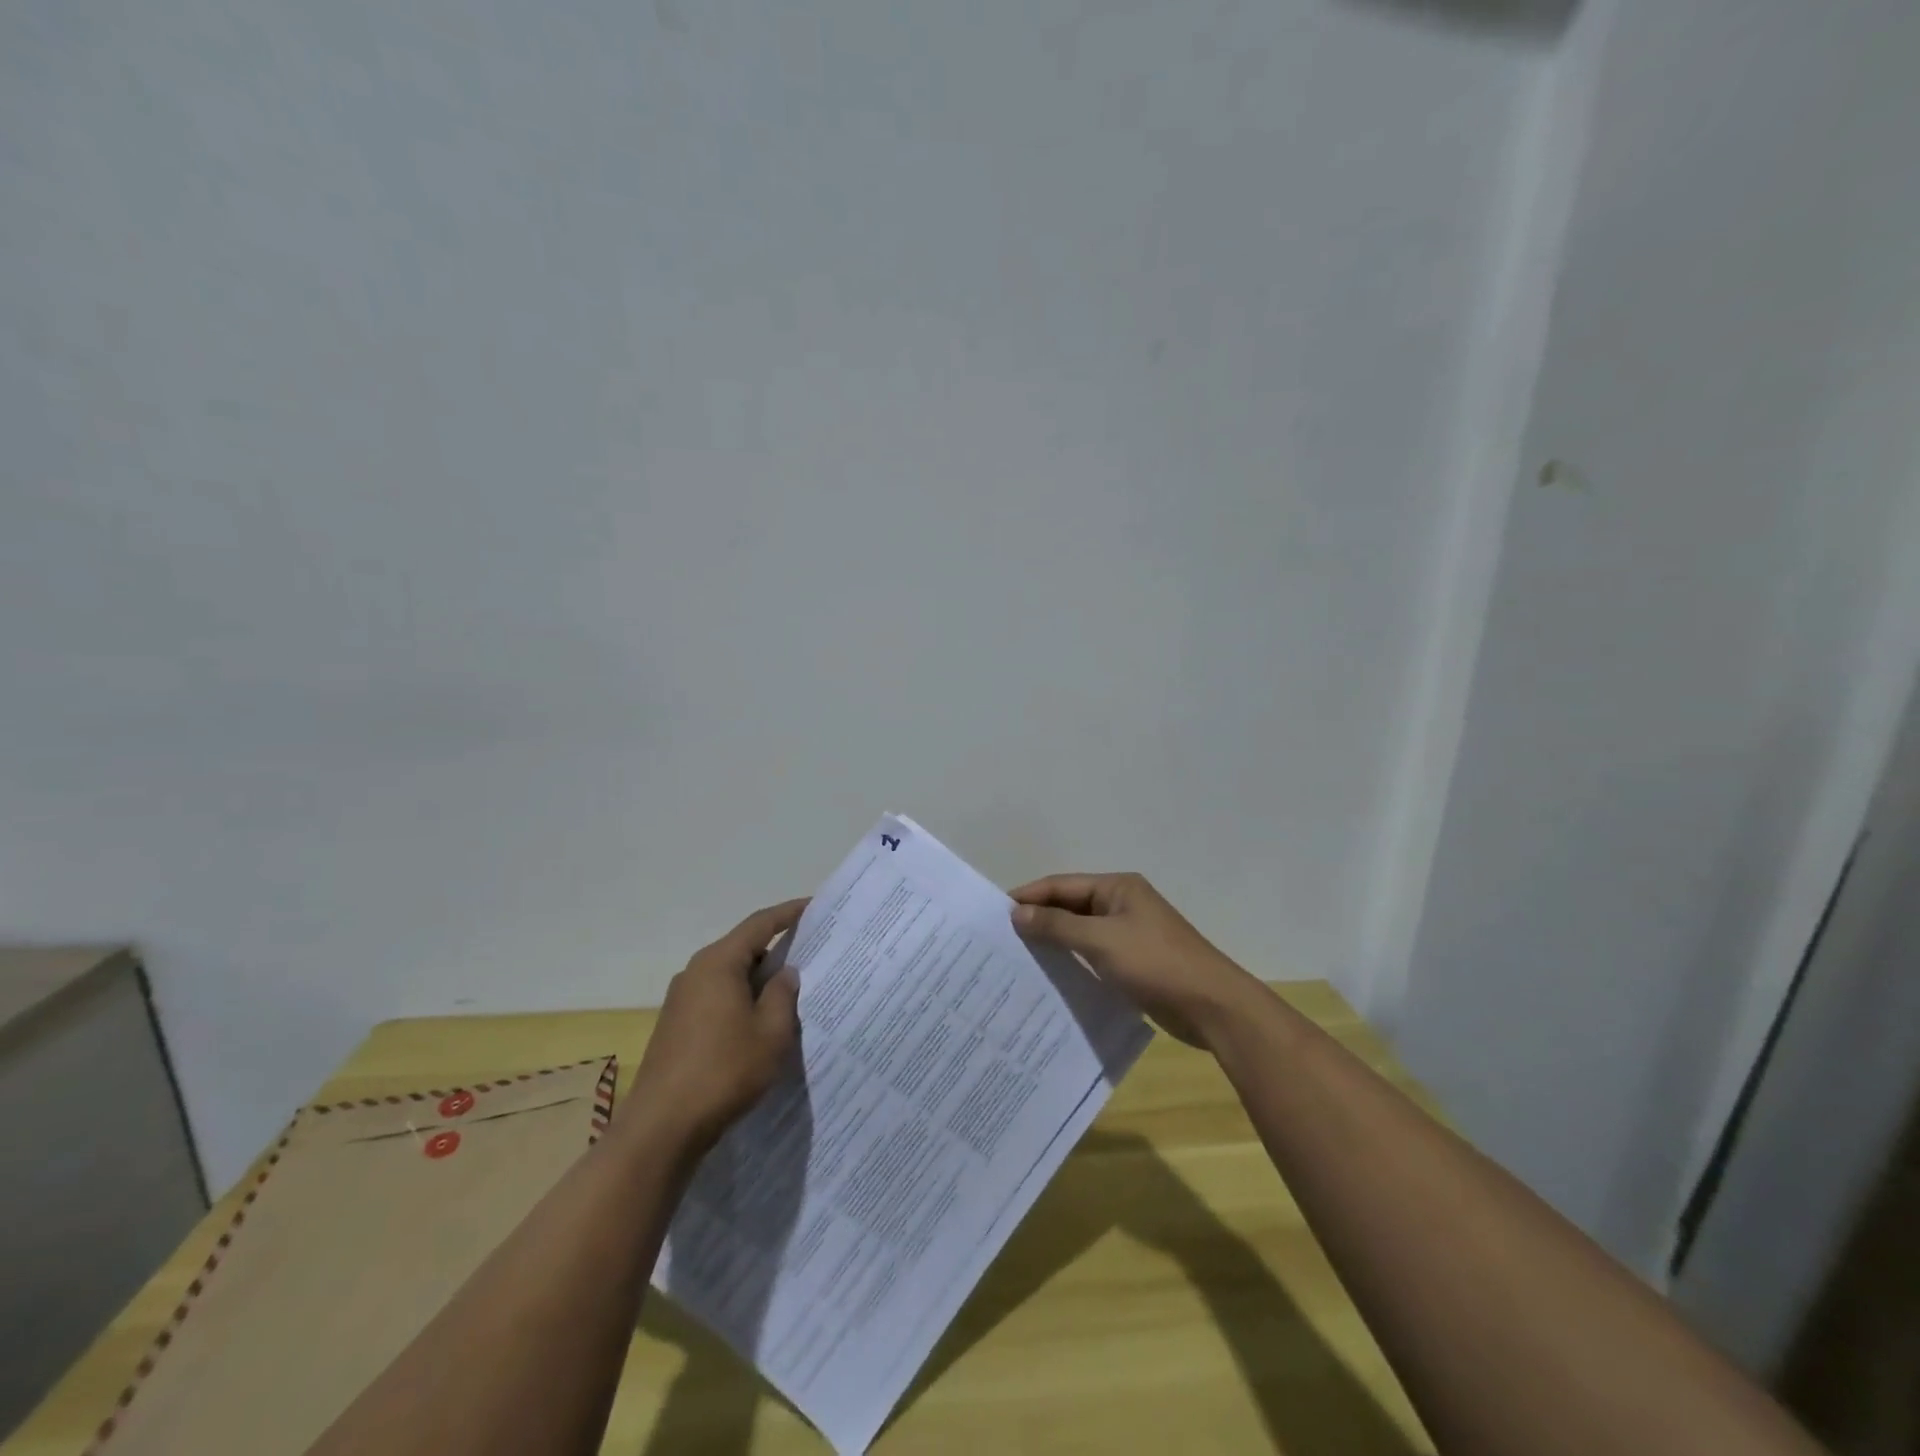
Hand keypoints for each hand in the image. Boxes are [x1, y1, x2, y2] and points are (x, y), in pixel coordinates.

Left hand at [626, 898, 807, 1151]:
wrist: (661, 1127)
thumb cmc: (724, 1071)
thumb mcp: (771, 1032)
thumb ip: (783, 995)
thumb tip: (785, 973)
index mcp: (719, 963)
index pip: (760, 924)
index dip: (788, 913)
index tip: (814, 906)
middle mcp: (696, 972)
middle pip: (743, 947)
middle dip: (777, 949)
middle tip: (811, 953)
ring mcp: (681, 999)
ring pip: (730, 975)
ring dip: (759, 979)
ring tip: (791, 991)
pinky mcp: (676, 1025)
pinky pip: (717, 997)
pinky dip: (741, 999)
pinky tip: (759, 1022)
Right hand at [1011, 873, 1259, 1049]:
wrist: (1212, 1006)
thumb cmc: (1156, 963)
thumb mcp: (1101, 941)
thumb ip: (1057, 926)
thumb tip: (1017, 913)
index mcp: (1117, 888)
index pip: (1062, 885)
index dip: (1029, 896)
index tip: (995, 914)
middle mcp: (1122, 904)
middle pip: (1070, 906)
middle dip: (1038, 919)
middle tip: (1001, 939)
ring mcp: (1129, 934)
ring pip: (1080, 932)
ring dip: (1054, 942)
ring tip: (1018, 958)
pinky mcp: (1134, 962)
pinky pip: (1093, 954)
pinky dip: (1072, 961)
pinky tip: (1050, 978)